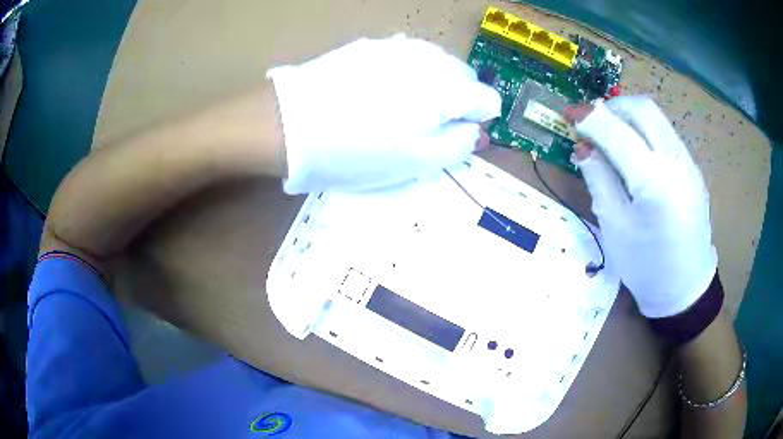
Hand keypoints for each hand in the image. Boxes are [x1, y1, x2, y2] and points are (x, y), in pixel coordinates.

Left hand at [267, 34, 499, 193]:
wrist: (288, 124)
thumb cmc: (355, 152)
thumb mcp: (416, 163)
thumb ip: (459, 145)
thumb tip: (478, 131)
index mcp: (447, 91)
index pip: (489, 99)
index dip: (477, 121)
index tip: (455, 135)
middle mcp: (429, 60)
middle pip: (466, 77)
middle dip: (457, 101)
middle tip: (426, 126)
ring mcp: (397, 47)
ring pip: (437, 63)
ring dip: (433, 84)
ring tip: (401, 107)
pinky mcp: (370, 45)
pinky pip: (406, 55)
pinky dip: (407, 72)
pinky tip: (380, 89)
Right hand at [564, 97, 716, 317]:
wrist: (686, 287)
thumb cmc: (646, 266)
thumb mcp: (615, 227)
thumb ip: (599, 180)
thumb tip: (584, 147)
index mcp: (653, 181)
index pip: (616, 130)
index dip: (589, 116)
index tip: (568, 113)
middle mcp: (676, 161)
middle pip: (642, 108)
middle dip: (612, 107)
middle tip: (593, 124)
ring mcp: (688, 162)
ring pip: (656, 117)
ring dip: (629, 117)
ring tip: (612, 137)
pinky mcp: (693, 168)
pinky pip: (666, 134)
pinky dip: (645, 131)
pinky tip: (636, 155)